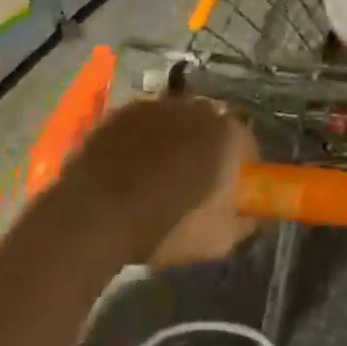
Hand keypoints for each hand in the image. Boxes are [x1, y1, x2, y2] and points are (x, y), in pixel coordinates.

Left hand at [61, 96, 257, 268]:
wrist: (93, 219)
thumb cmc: (166, 226)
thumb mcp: (219, 240)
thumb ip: (245, 222)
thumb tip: (253, 215)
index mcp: (229, 133)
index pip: (247, 145)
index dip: (240, 169)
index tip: (229, 192)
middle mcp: (198, 108)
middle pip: (210, 128)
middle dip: (205, 149)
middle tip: (191, 182)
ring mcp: (157, 106)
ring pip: (175, 122)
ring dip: (172, 141)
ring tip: (154, 176)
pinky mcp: (121, 112)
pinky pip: (141, 124)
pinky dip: (139, 140)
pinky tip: (127, 168)